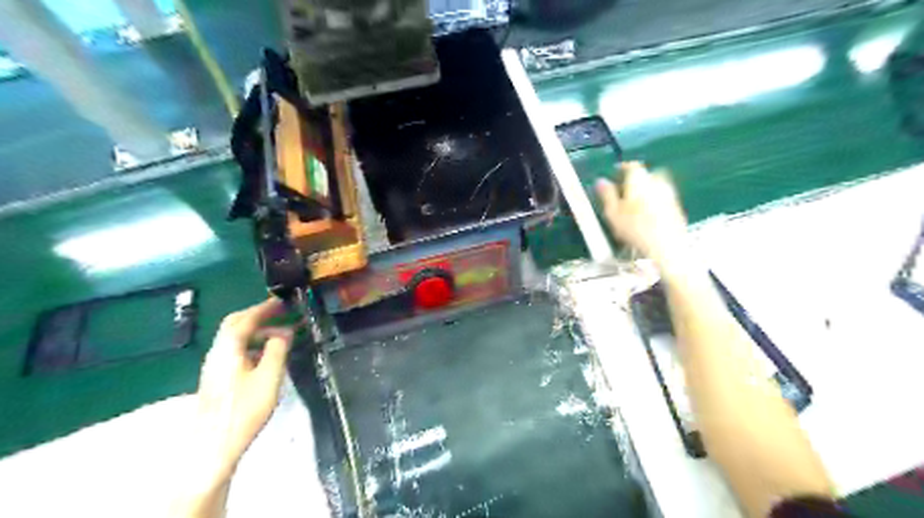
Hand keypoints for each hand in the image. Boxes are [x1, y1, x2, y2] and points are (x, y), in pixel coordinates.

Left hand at [193, 297, 290, 487]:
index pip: (245, 319)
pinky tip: (266, 356)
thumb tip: (283, 333)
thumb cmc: (245, 408)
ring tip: (280, 336)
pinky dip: (252, 344)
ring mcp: (214, 366)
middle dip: (258, 316)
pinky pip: (235, 351)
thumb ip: (277, 349)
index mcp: (228, 349)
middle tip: (280, 313)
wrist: (215, 444)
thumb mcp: (269, 376)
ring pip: (234, 339)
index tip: (282, 301)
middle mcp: (217, 353)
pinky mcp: (217, 379)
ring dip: (257, 331)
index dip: (264, 308)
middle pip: (234, 325)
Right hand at [596, 160, 689, 266]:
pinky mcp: (677, 208)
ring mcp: (670, 195)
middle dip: (635, 181)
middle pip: (646, 175)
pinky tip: (647, 218)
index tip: (614, 174)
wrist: (667, 247)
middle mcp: (657, 181)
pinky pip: (663, 200)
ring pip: (656, 187)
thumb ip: (607, 195)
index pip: (631, 166)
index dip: (622, 168)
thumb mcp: (612, 213)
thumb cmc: (635, 229)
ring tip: (634, 207)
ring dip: (646, 193)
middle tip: (624, 192)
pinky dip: (654, 204)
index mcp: (640, 179)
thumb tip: (601, 181)